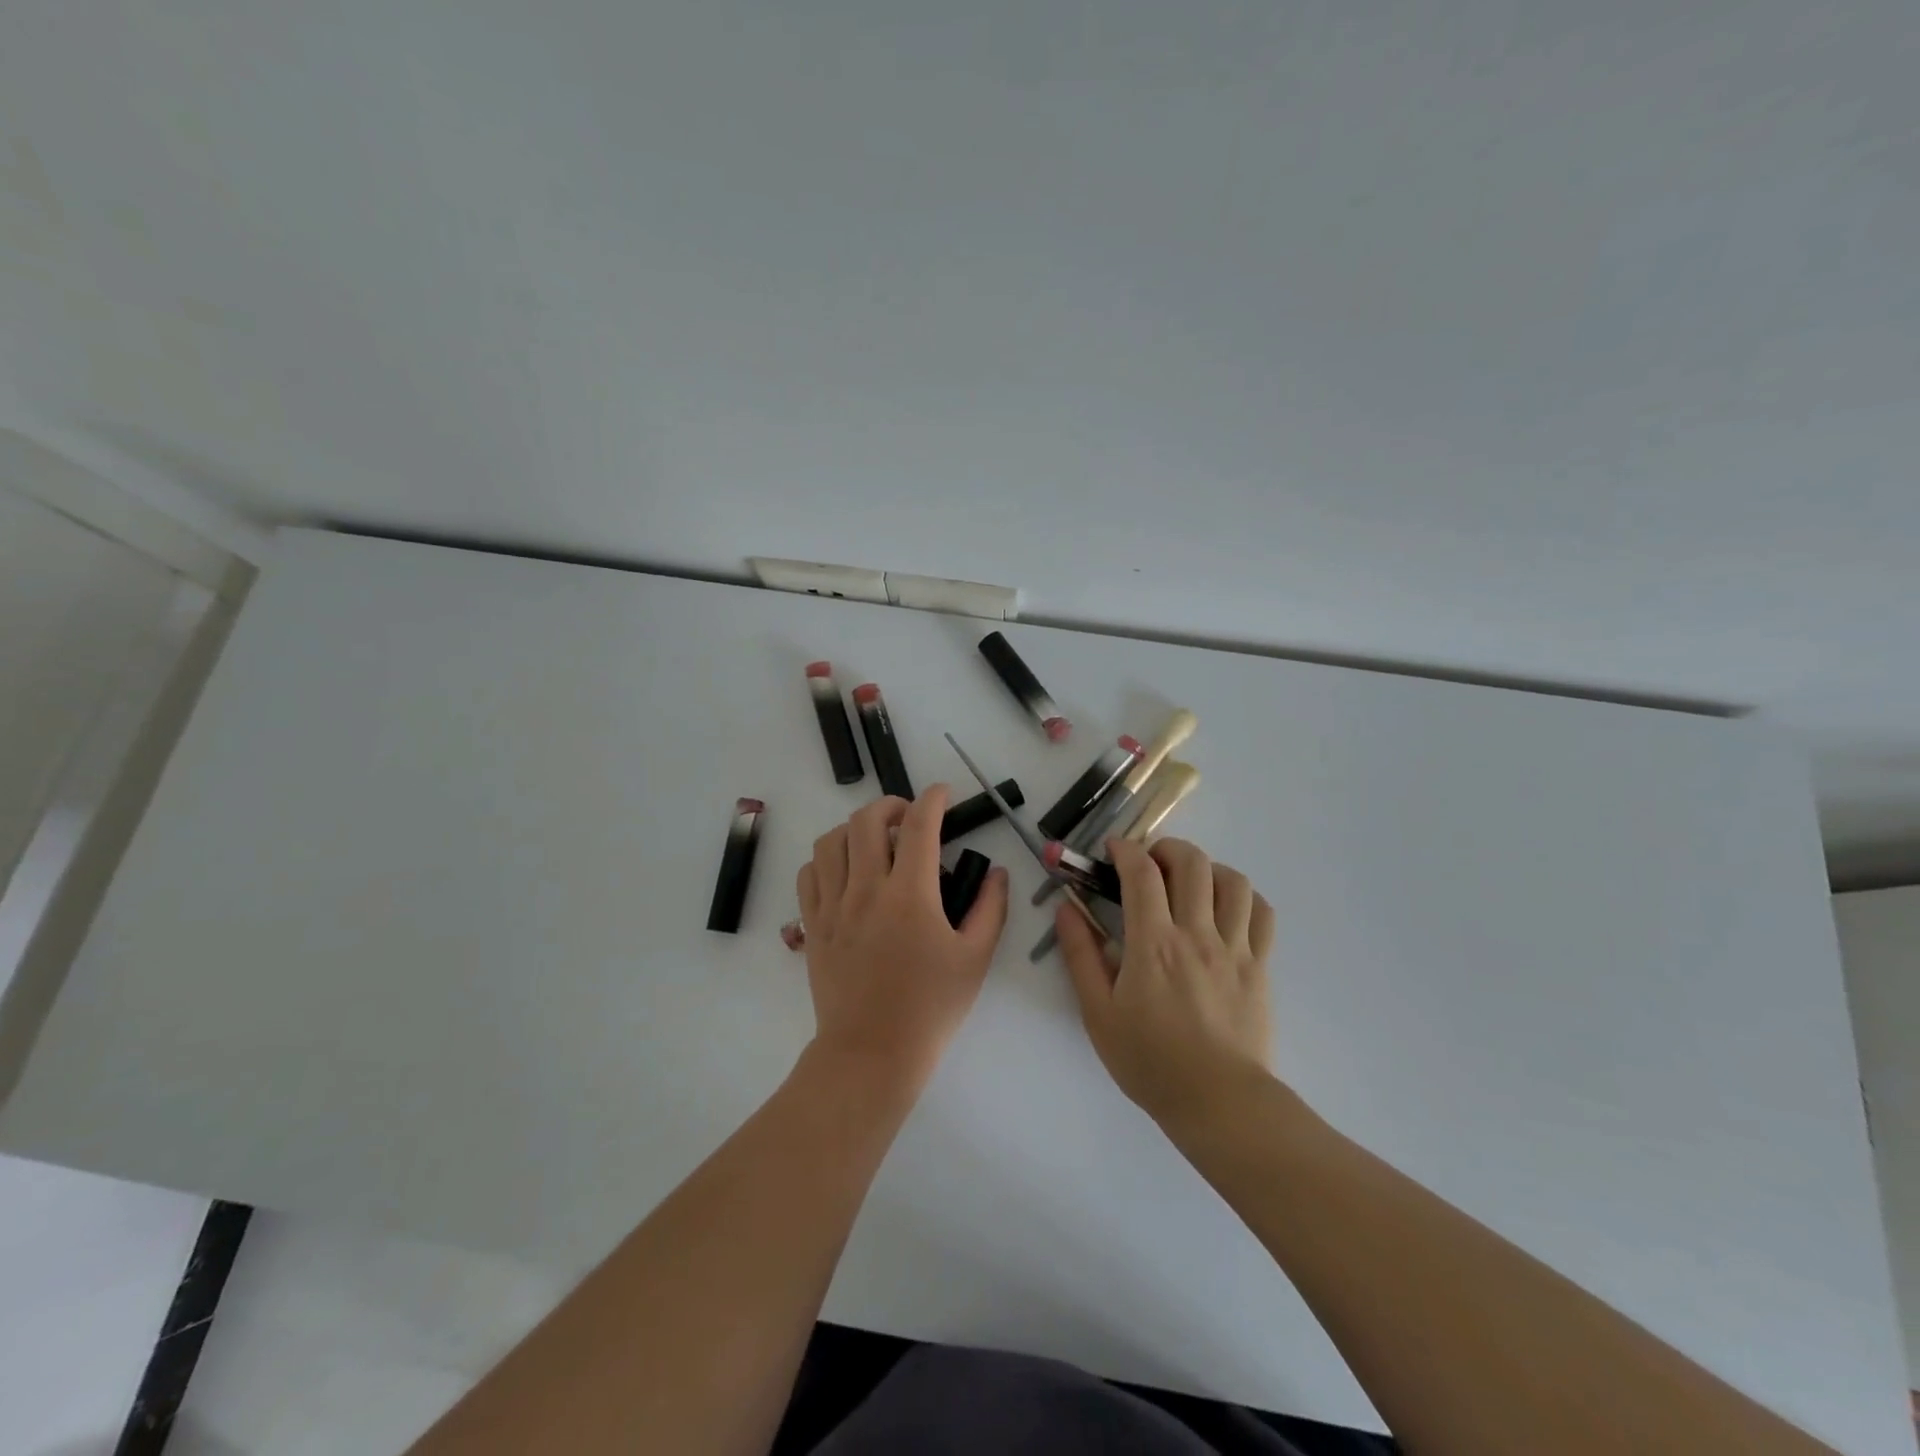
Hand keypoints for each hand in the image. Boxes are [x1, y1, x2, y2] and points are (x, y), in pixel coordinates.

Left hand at [796, 786, 1009, 1094]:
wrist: (871, 1055)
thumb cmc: (930, 1009)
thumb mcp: (975, 959)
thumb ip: (991, 909)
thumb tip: (996, 872)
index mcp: (910, 896)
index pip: (919, 826)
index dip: (934, 798)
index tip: (944, 793)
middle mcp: (866, 890)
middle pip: (867, 820)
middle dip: (892, 805)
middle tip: (910, 818)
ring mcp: (833, 907)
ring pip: (831, 840)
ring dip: (856, 828)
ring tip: (875, 842)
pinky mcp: (812, 925)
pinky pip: (809, 873)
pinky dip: (827, 859)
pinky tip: (845, 872)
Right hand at [1056, 837, 1275, 1126]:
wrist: (1218, 1103)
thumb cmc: (1149, 1060)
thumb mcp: (1098, 1012)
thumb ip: (1080, 955)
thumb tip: (1066, 909)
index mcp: (1153, 944)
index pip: (1142, 873)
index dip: (1125, 850)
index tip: (1112, 850)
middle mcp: (1196, 934)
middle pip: (1191, 863)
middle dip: (1166, 848)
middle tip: (1150, 863)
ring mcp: (1234, 948)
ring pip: (1231, 881)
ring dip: (1207, 868)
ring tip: (1189, 883)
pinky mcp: (1259, 966)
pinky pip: (1261, 913)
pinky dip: (1243, 897)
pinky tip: (1225, 908)